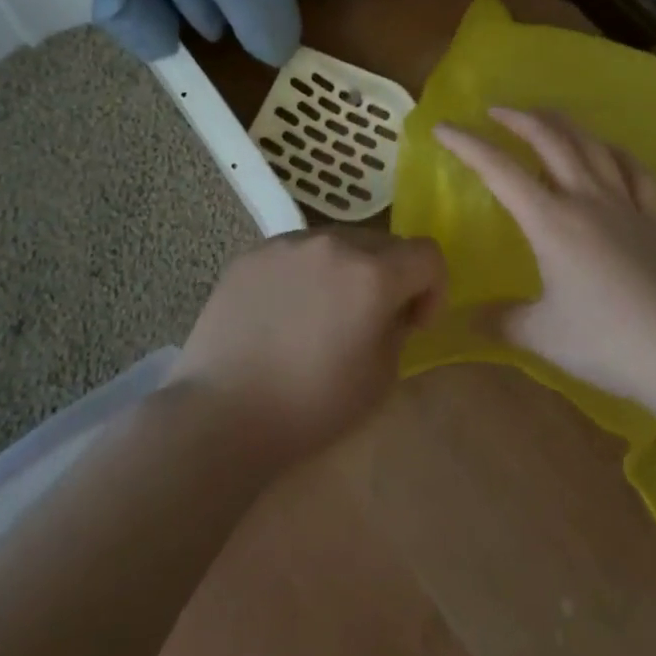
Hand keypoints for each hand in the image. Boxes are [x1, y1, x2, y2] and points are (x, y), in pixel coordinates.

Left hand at [169, 227, 445, 463]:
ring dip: (345, 270)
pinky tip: (282, 314)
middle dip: (389, 276)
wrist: (222, 412)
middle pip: (383, 242)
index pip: (427, 254)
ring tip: (321, 314)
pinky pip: (295, 252)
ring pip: (337, 243)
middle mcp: (334, 243)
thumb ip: (398, 329)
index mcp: (373, 274)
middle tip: (370, 319)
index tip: (414, 322)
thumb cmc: (311, 406)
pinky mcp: (253, 253)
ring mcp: (288, 243)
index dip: (433, 288)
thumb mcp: (380, 378)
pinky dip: (304, 274)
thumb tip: (392, 309)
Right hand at [434, 108, 655, 418]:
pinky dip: (617, 154)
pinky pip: (636, 171)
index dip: (468, 144)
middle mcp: (586, 199)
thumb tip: (465, 320)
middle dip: (518, 119)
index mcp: (551, 220)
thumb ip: (501, 321)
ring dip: (563, 124)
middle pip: (550, 140)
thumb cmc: (608, 341)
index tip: (443, 127)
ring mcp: (626, 205)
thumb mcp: (543, 336)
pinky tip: (610, 153)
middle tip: (496, 111)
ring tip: (545, 117)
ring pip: (591, 146)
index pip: (500, 170)